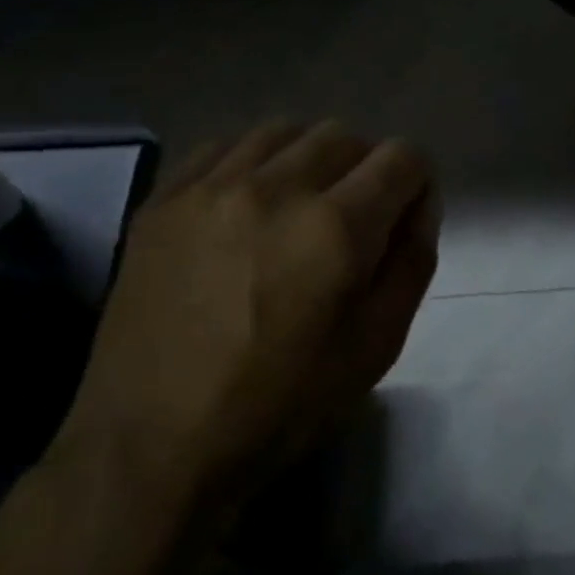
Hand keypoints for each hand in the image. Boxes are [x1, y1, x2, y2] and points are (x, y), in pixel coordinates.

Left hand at [59, 120, 439, 510]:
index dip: (417, 184)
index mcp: (336, 228)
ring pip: (284, 130)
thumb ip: (413, 263)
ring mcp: (210, 188)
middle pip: (344, 135)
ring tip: (302, 207)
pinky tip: (249, 205)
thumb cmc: (282, 404)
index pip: (402, 158)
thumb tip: (419, 206)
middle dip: (368, 168)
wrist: (154, 444)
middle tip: (357, 220)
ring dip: (311, 158)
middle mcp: (275, 188)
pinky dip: (254, 161)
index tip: (405, 220)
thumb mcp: (377, 346)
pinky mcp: (163, 200)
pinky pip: (224, 146)